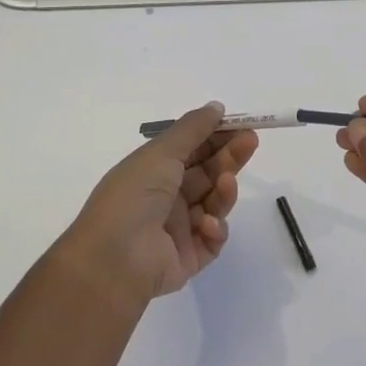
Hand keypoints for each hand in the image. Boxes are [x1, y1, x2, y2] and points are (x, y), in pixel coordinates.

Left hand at [63, 102, 259, 305]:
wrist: (115, 258)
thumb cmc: (134, 195)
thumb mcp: (161, 152)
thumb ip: (192, 128)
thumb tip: (216, 106)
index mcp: (153, 171)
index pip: (191, 149)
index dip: (215, 136)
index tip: (241, 124)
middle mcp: (165, 198)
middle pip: (206, 174)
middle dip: (229, 157)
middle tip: (251, 142)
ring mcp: (177, 229)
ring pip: (213, 204)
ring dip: (223, 192)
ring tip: (227, 182)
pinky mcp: (188, 258)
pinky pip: (212, 239)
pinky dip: (214, 229)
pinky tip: (207, 224)